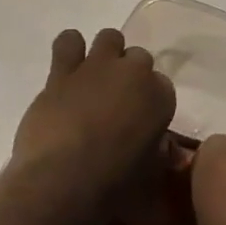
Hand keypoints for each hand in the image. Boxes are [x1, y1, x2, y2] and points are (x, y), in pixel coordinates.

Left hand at [11, 28, 175, 199]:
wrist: (64, 182)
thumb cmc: (114, 187)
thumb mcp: (150, 175)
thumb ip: (156, 152)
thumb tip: (154, 149)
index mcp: (160, 97)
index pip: (163, 85)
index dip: (149, 101)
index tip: (140, 119)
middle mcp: (133, 73)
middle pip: (138, 57)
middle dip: (129, 75)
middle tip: (116, 101)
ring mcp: (96, 67)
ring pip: (109, 38)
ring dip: (106, 54)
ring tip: (94, 79)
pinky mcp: (62, 71)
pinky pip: (68, 41)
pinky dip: (70, 50)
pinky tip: (68, 68)